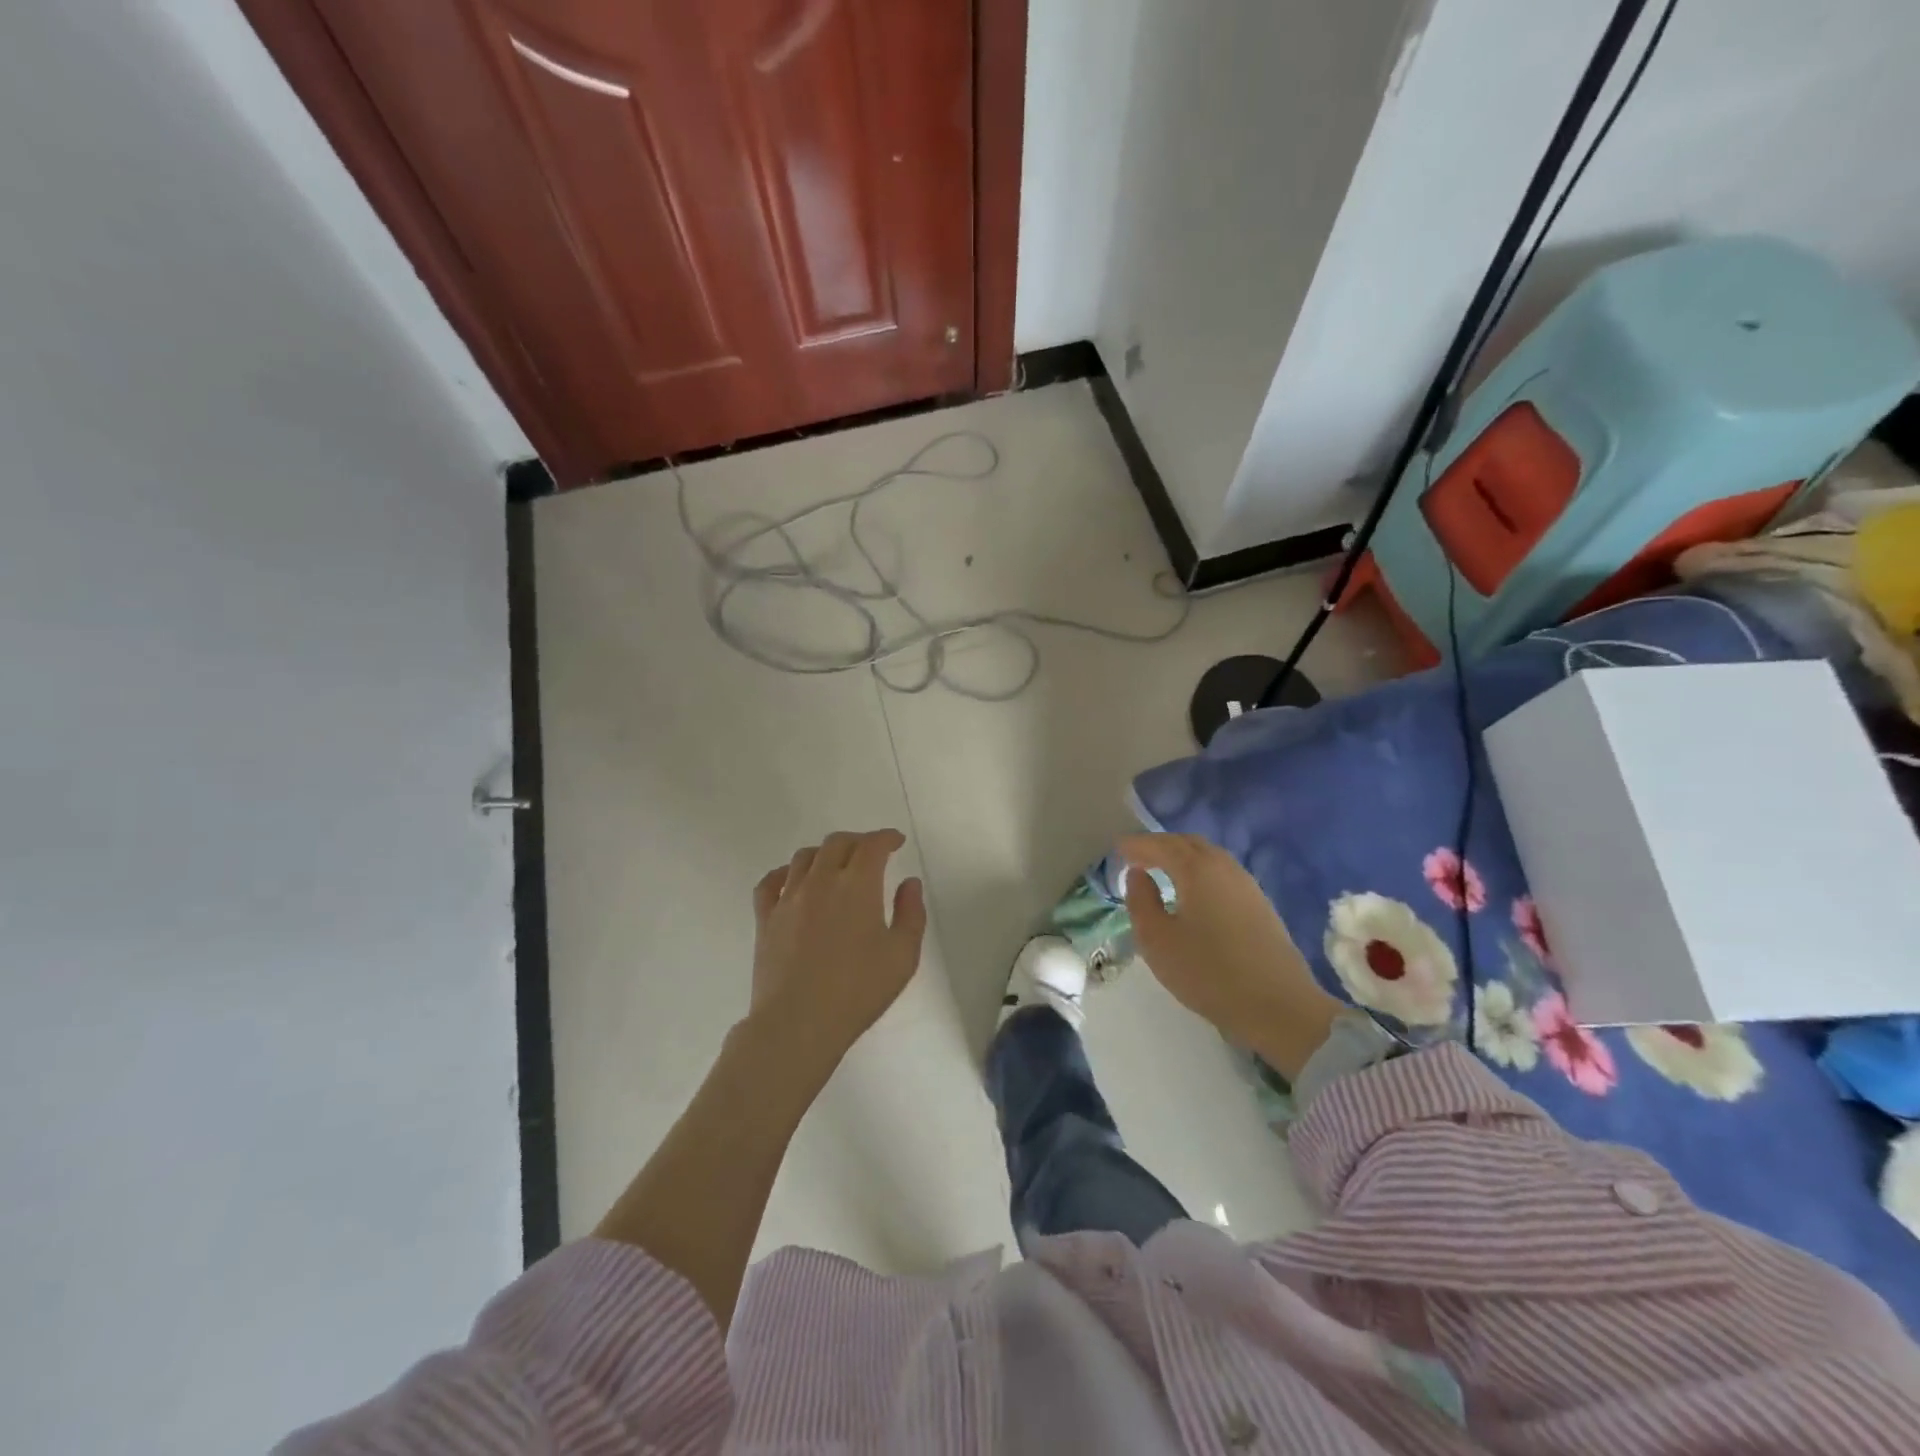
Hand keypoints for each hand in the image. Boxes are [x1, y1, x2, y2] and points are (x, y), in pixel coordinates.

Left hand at [748, 830, 927, 1071]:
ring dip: (825, 853)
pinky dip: (786, 872)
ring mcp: (788, 898)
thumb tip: (908, 883)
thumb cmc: (857, 991)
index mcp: (857, 885)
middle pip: (837, 843)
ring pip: (805, 857)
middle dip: (858, 842)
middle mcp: (821, 881)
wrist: (798, 1023)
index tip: (896, 842)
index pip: (872, 845)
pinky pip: (771, 882)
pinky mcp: (765, 918)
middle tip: (871, 854)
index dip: (886, 838)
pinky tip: (794, 880)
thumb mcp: (902, 956)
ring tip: (836, 866)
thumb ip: (911, 913)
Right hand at [1119, 832, 1340, 1079]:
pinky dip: (1201, 872)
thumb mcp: (1158, 941)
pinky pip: (1222, 874)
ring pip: (1209, 857)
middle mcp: (1224, 867)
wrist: (1279, 1006)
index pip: (1161, 845)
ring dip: (1183, 858)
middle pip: (1188, 844)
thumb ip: (1141, 902)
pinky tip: (1194, 893)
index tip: (1118, 849)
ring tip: (1163, 872)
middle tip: (1138, 857)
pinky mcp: (1261, 905)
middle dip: (1161, 846)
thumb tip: (1138, 875)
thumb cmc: (1209, 972)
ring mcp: (1247, 885)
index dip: (1137, 845)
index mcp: (1197, 870)